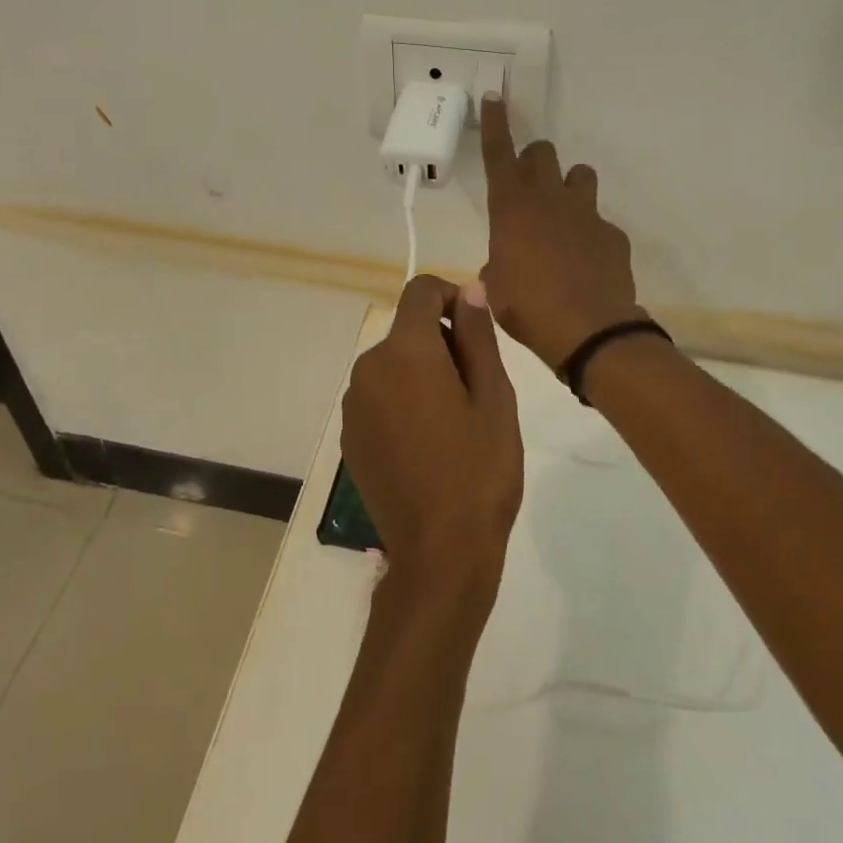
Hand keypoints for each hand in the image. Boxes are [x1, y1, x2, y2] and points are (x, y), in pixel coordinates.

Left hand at [342, 275, 522, 604]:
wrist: (439, 552)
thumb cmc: (479, 471)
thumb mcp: (494, 398)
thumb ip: (477, 336)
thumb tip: (470, 289)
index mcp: (405, 352)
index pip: (420, 291)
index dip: (452, 297)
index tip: (476, 332)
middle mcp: (368, 369)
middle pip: (406, 331)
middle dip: (441, 343)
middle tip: (476, 391)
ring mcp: (352, 405)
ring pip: (392, 365)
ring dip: (422, 374)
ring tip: (454, 423)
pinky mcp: (349, 436)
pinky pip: (379, 397)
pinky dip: (402, 402)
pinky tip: (427, 444)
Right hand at [480, 97, 642, 368]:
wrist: (589, 331)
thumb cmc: (528, 308)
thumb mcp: (496, 289)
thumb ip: (497, 268)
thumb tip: (499, 269)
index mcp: (511, 209)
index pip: (499, 155)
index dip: (496, 124)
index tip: (496, 97)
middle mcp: (549, 200)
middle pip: (543, 153)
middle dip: (533, 160)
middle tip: (528, 184)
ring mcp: (586, 213)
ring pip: (579, 174)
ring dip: (567, 185)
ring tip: (562, 215)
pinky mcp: (612, 234)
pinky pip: (599, 220)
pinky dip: (590, 232)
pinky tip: (586, 260)